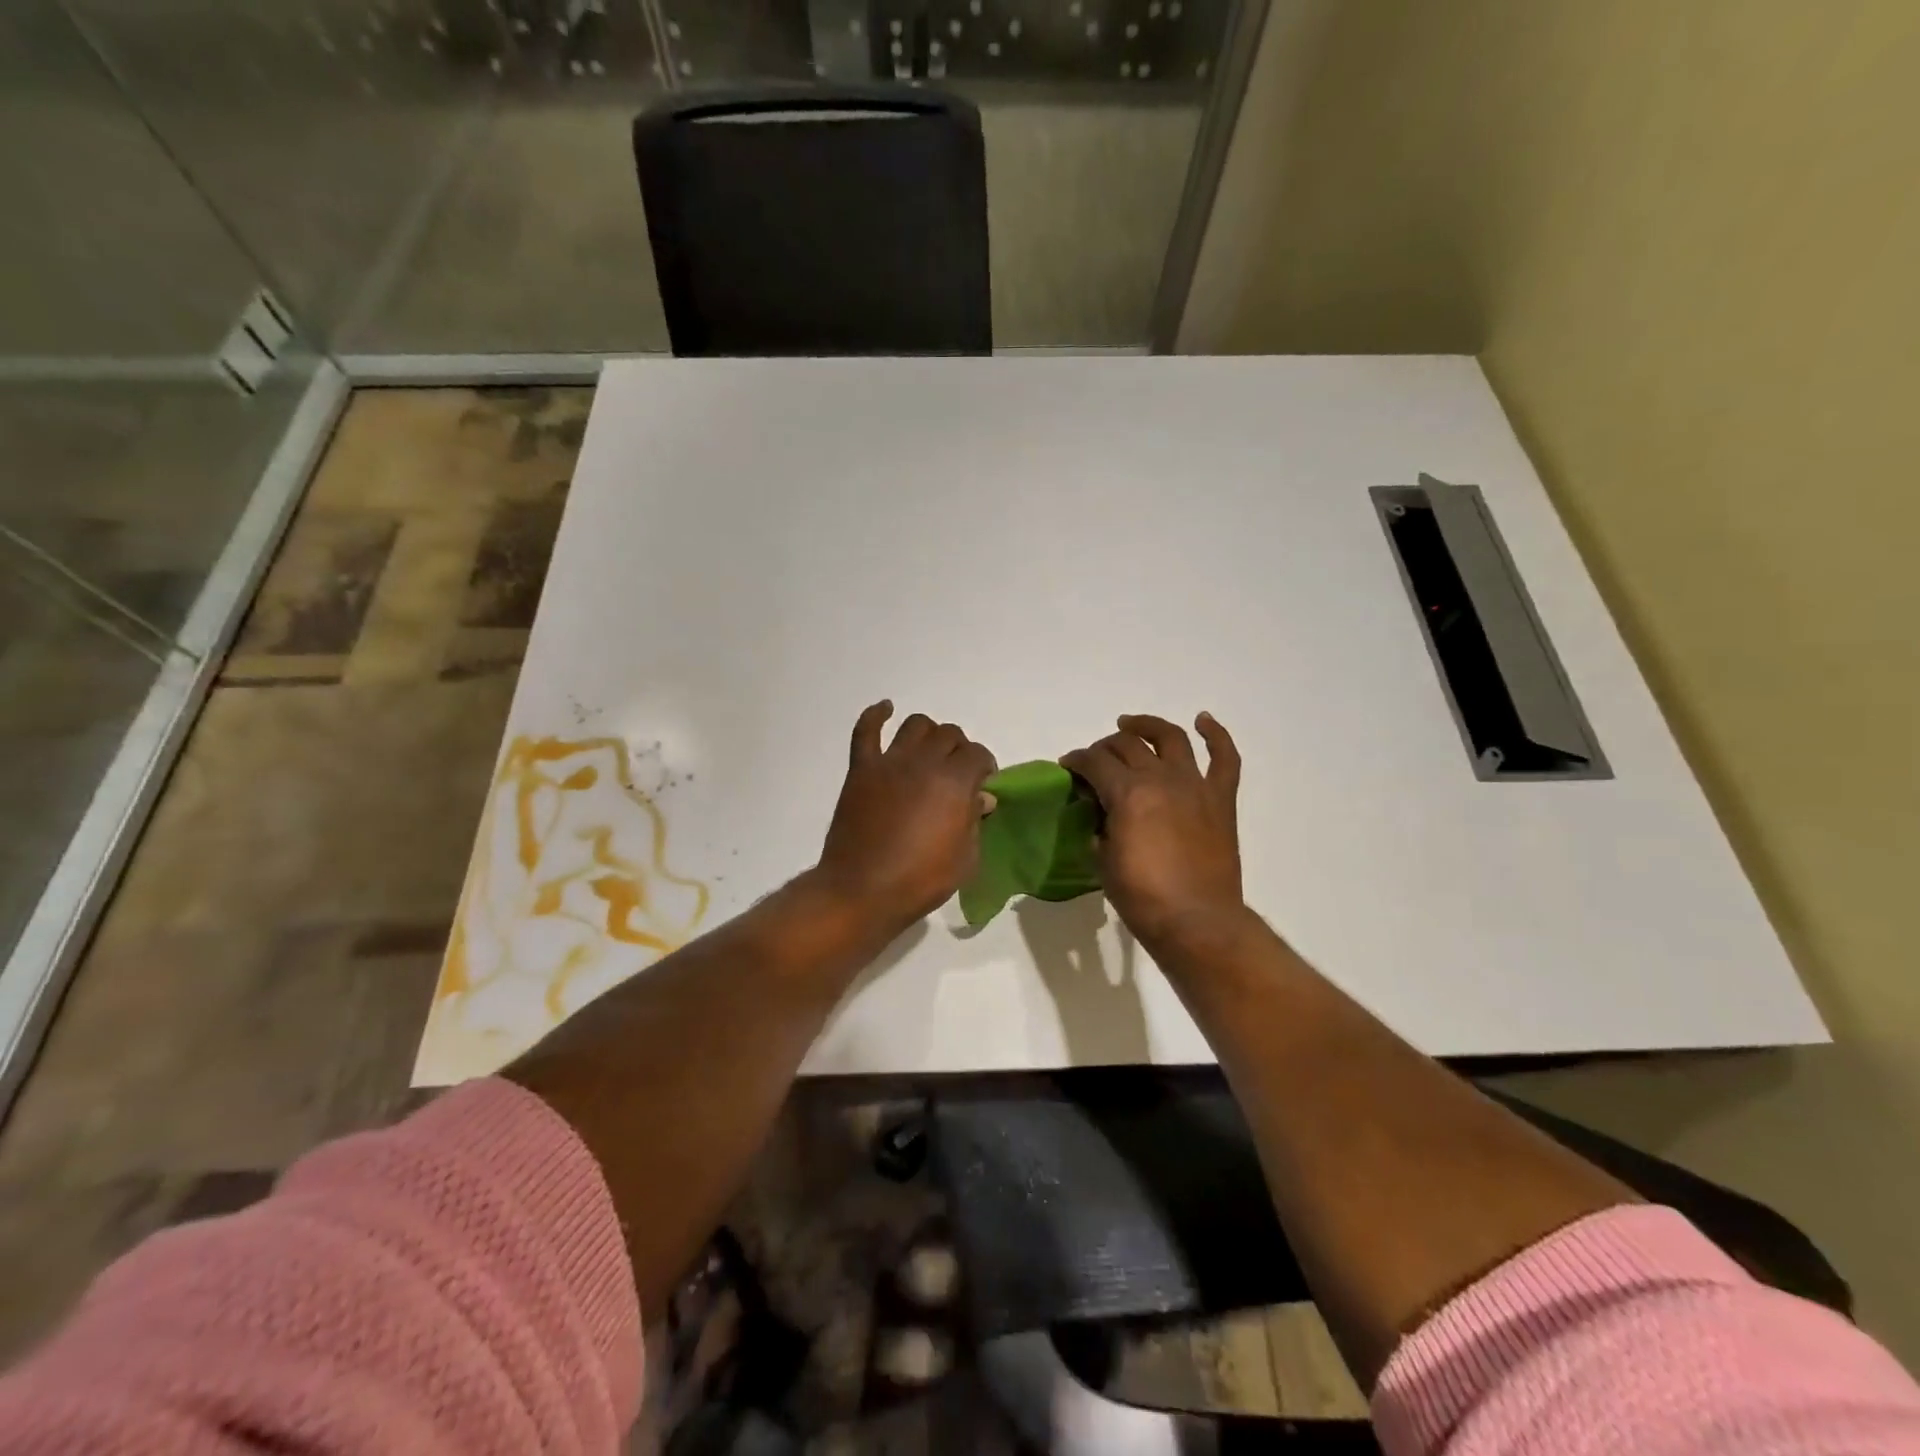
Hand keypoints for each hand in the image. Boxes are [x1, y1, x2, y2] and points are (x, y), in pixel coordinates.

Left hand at [816, 702, 997, 931]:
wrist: (862, 891)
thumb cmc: (921, 880)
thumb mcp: (965, 858)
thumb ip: (974, 820)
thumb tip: (981, 797)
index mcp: (954, 782)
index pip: (978, 754)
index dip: (985, 767)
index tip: (983, 784)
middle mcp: (923, 762)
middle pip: (949, 735)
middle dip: (960, 750)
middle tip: (957, 773)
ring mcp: (889, 763)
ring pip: (915, 726)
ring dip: (928, 734)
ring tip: (930, 752)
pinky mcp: (861, 770)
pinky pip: (866, 731)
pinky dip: (876, 716)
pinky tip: (885, 709)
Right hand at [1062, 713, 1245, 950]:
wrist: (1196, 922)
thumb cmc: (1142, 897)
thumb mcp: (1103, 860)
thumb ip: (1099, 826)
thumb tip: (1099, 811)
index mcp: (1128, 793)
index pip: (1094, 762)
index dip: (1076, 761)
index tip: (1068, 767)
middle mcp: (1161, 778)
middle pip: (1127, 745)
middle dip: (1104, 748)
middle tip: (1095, 760)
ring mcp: (1195, 785)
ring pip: (1170, 738)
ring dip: (1147, 726)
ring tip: (1131, 725)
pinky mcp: (1220, 799)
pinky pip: (1225, 758)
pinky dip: (1216, 735)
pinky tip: (1203, 721)